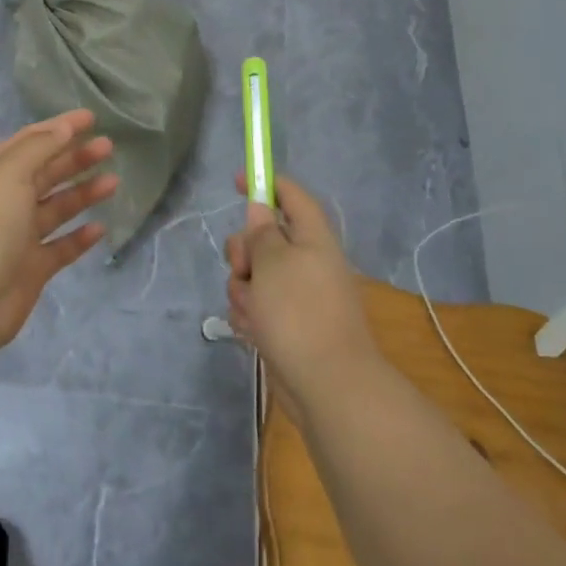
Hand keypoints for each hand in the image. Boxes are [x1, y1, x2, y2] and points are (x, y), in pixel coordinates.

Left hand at [0, 110, 117, 348]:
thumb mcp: (9, 175)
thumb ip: (39, 148)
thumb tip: (64, 128)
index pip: (31, 142)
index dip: (59, 128)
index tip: (91, 118)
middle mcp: (6, 202)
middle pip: (47, 173)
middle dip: (76, 158)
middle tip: (109, 147)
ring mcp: (19, 237)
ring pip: (57, 208)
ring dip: (84, 193)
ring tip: (113, 182)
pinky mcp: (32, 269)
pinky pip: (61, 247)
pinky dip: (80, 237)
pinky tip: (100, 228)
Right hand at [224, 173, 379, 414]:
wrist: (327, 385)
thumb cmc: (299, 313)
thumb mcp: (273, 261)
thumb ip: (261, 232)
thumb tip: (262, 209)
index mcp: (313, 239)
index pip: (291, 197)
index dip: (267, 184)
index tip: (238, 180)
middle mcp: (307, 262)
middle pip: (264, 239)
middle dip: (243, 252)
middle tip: (243, 268)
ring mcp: (297, 296)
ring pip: (254, 276)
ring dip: (243, 290)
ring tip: (252, 311)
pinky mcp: (287, 326)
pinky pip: (257, 307)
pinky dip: (250, 316)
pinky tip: (253, 332)